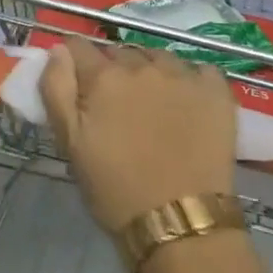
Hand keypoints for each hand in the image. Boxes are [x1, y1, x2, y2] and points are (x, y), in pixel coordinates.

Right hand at [39, 38, 237, 231]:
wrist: (182, 225)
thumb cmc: (116, 191)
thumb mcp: (71, 144)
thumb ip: (56, 89)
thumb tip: (58, 49)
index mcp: (104, 77)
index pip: (79, 47)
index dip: (75, 63)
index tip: (79, 85)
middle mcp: (143, 65)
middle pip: (120, 53)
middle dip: (113, 71)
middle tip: (116, 107)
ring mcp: (183, 75)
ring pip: (157, 57)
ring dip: (150, 72)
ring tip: (153, 106)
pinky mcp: (216, 90)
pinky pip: (197, 69)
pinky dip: (190, 80)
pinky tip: (187, 106)